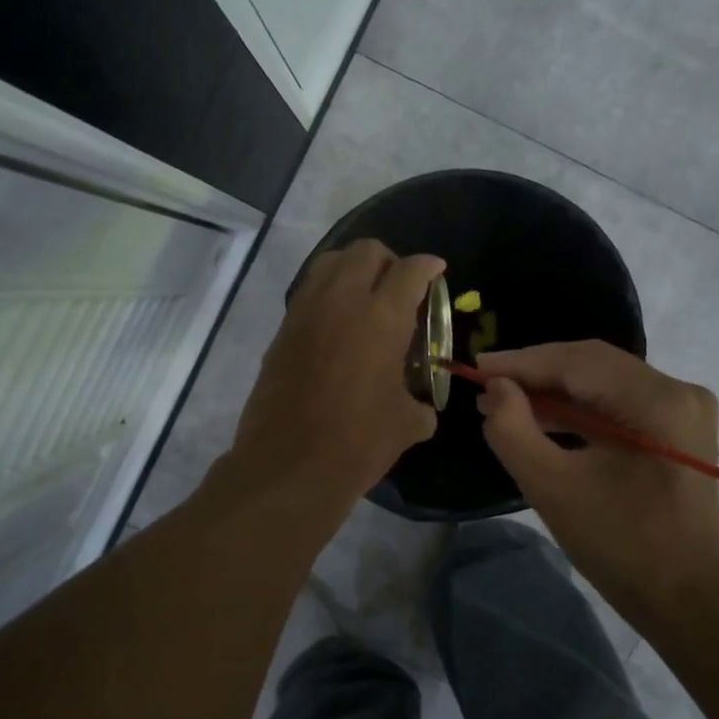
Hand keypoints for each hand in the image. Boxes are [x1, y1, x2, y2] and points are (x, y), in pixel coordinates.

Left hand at [227, 239, 444, 511]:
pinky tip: (338, 325)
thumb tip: (422, 407)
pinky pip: (309, 292)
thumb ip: (420, 404)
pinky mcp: (282, 330)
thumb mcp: (407, 424)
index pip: (410, 270)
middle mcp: (341, 301)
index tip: (436, 271)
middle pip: (365, 251)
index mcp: (382, 318)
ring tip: (366, 297)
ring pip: (330, 262)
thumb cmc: (358, 443)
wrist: (289, 466)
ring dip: (353, 269)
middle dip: (389, 260)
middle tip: (400, 285)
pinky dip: (327, 293)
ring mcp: (305, 312)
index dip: (428, 266)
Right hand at [476, 341, 718, 622]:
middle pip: (593, 365)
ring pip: (604, 381)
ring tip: (503, 400)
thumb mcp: (553, 488)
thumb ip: (513, 430)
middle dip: (536, 373)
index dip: (523, 362)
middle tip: (486, 382)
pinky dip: (578, 409)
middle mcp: (679, 391)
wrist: (686, 601)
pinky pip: (617, 403)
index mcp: (659, 402)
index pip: (579, 362)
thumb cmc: (620, 547)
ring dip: (554, 390)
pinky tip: (540, 417)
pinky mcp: (676, 428)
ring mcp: (683, 409)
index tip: (475, 366)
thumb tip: (496, 388)